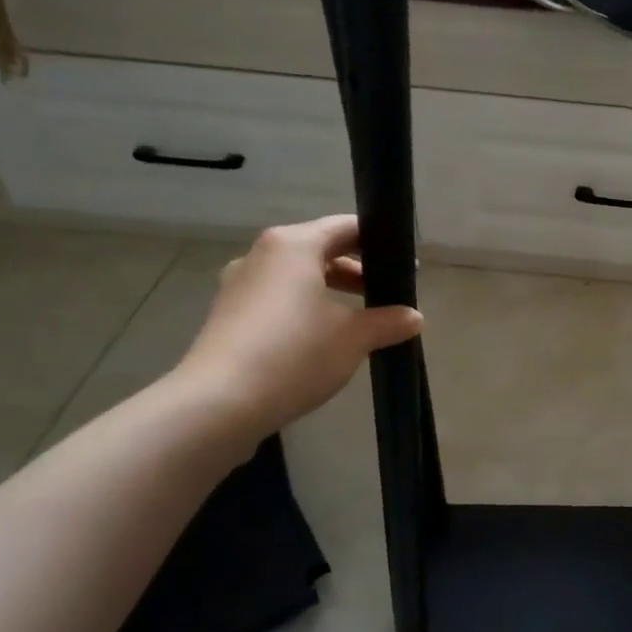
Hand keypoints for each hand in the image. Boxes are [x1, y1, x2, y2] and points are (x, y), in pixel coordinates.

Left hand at [172, 216, 422, 437]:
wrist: (218, 404)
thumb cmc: (295, 355)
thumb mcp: (355, 338)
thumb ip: (388, 322)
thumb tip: (414, 318)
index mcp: (294, 245)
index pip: (346, 227)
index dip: (379, 243)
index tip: (404, 267)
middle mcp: (262, 255)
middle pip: (319, 250)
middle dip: (356, 271)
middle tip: (387, 295)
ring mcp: (239, 285)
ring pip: (296, 277)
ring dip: (329, 292)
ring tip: (358, 321)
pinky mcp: (227, 315)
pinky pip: (276, 299)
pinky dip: (303, 309)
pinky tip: (320, 340)